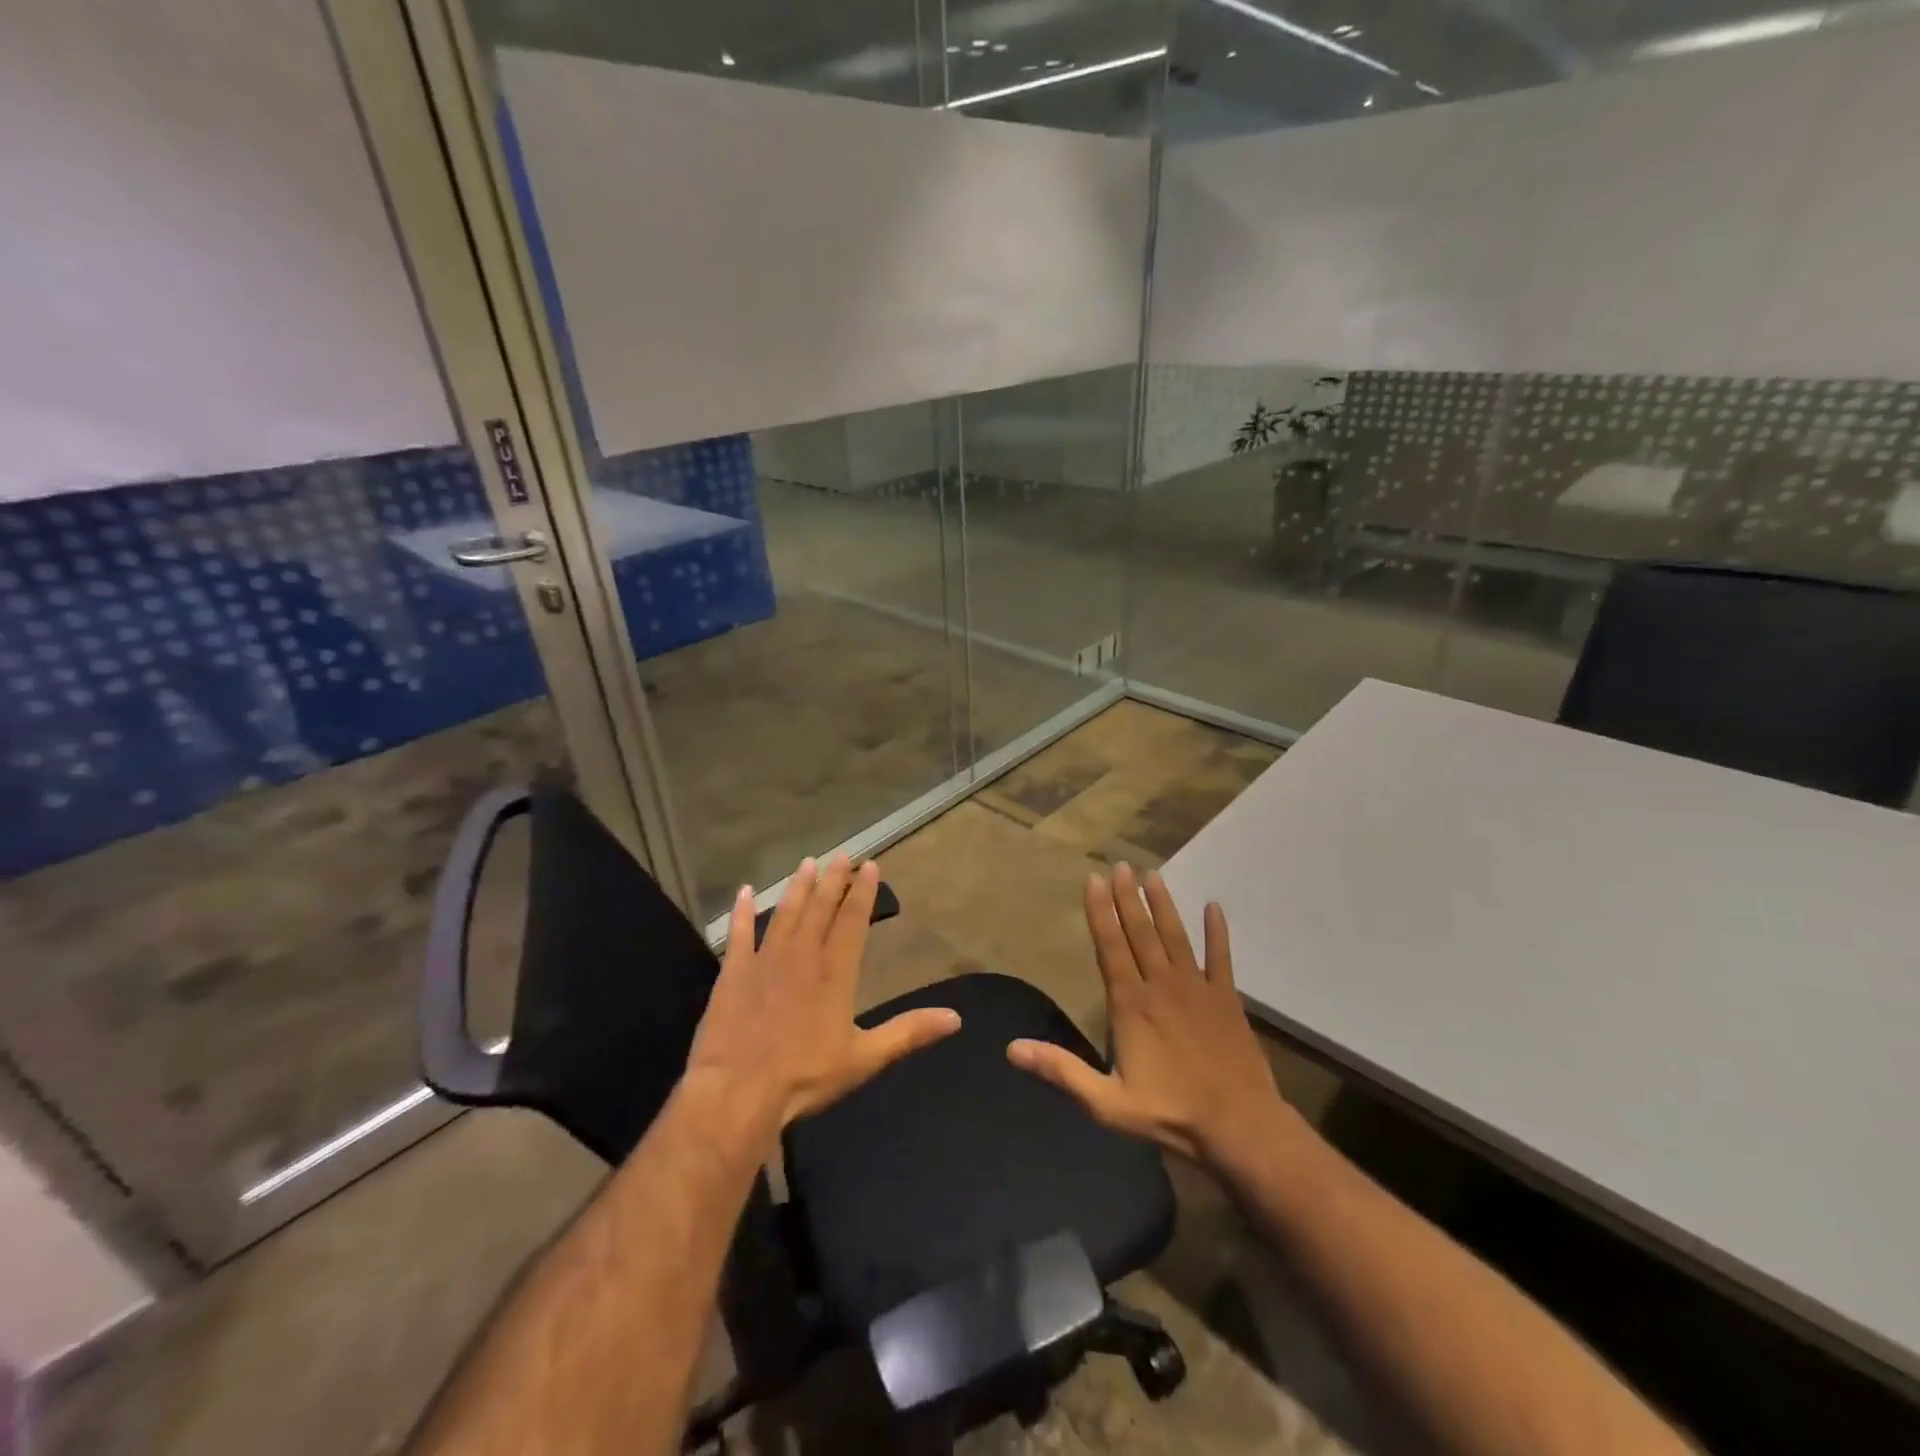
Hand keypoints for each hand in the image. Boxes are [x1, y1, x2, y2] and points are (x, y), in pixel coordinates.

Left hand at [685, 854, 961, 1135]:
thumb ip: (909, 1032)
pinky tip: (744, 892)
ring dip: (797, 887)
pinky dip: (741, 912)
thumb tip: (956, 1018)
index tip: (870, 865)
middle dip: (832, 880)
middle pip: (819, 909)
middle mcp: (802, 956)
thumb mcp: (865, 1058)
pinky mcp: (734, 974)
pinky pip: (739, 934)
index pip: (853, 921)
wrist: (738, 1091)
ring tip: (807, 864)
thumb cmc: (805, 1076)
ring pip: (784, 914)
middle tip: (841, 854)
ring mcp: (764, 961)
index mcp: (835, 973)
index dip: (863, 892)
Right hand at [1008, 863, 1294, 1178]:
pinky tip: (1214, 907)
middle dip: (1128, 898)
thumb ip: (1061, 1070)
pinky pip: (1221, 958)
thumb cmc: (1170, 1114)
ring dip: (1163, 905)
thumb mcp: (1106, 1102)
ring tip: (1153, 874)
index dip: (1100, 912)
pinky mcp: (1227, 999)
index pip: (1110, 947)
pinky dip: (1217, 932)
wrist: (1240, 1127)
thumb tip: (1011, 1049)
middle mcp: (1162, 986)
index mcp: (1131, 1004)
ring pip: (1176, 936)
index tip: (1094, 880)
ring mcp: (1198, 989)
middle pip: (1141, 933)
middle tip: (1120, 865)